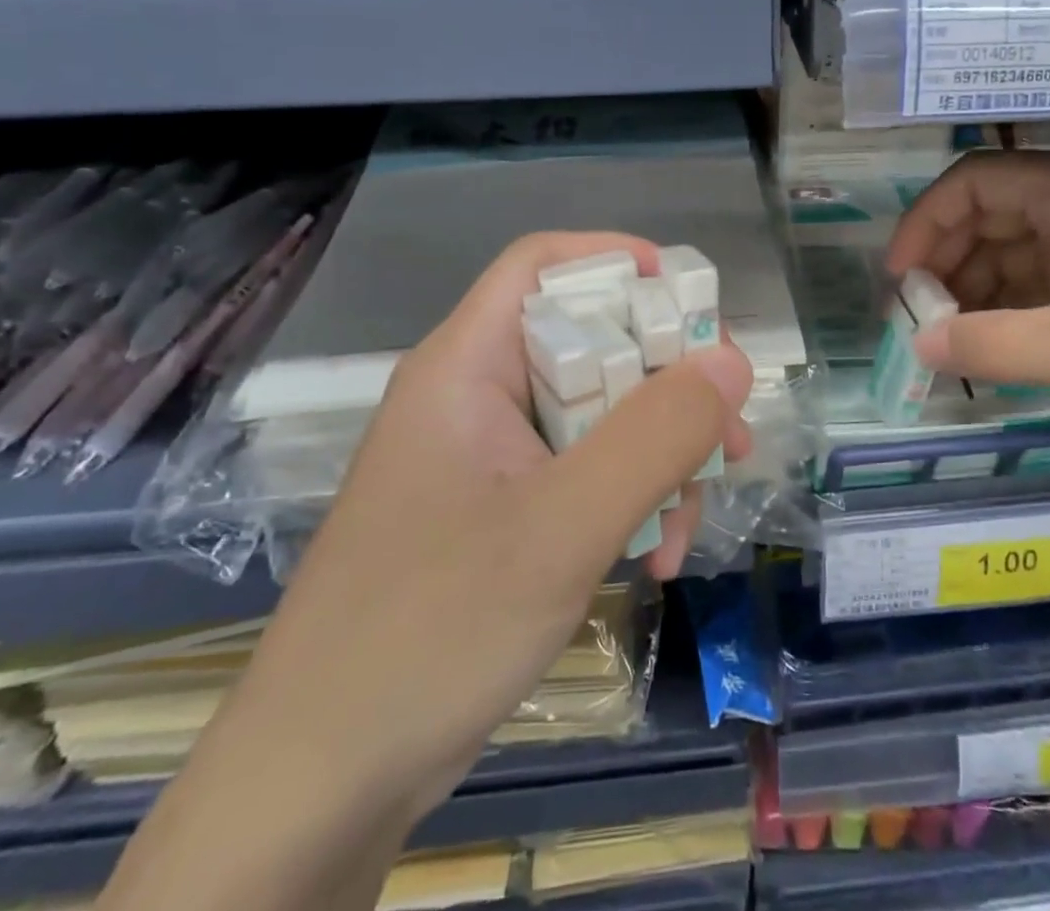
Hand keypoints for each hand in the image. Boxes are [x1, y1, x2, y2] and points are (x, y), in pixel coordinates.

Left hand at [221, 232, 752, 822]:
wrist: (317, 788)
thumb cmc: (430, 632)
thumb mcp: (563, 526)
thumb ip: (655, 435)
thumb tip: (732, 359)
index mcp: (467, 366)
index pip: (543, 265)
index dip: (619, 260)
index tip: (693, 303)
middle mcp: (475, 397)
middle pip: (587, 343)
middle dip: (666, 382)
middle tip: (728, 429)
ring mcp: (487, 459)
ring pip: (596, 415)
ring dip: (656, 455)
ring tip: (690, 521)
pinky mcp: (498, 514)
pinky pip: (582, 473)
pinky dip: (628, 501)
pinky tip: (655, 558)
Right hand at [886, 150, 1049, 431]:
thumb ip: (1000, 347)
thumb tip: (918, 346)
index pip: (974, 182)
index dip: (926, 224)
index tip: (902, 282)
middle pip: (996, 214)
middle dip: (952, 263)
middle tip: (927, 323)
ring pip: (1028, 248)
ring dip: (987, 289)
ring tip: (965, 343)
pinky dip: (1029, 306)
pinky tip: (1019, 345)